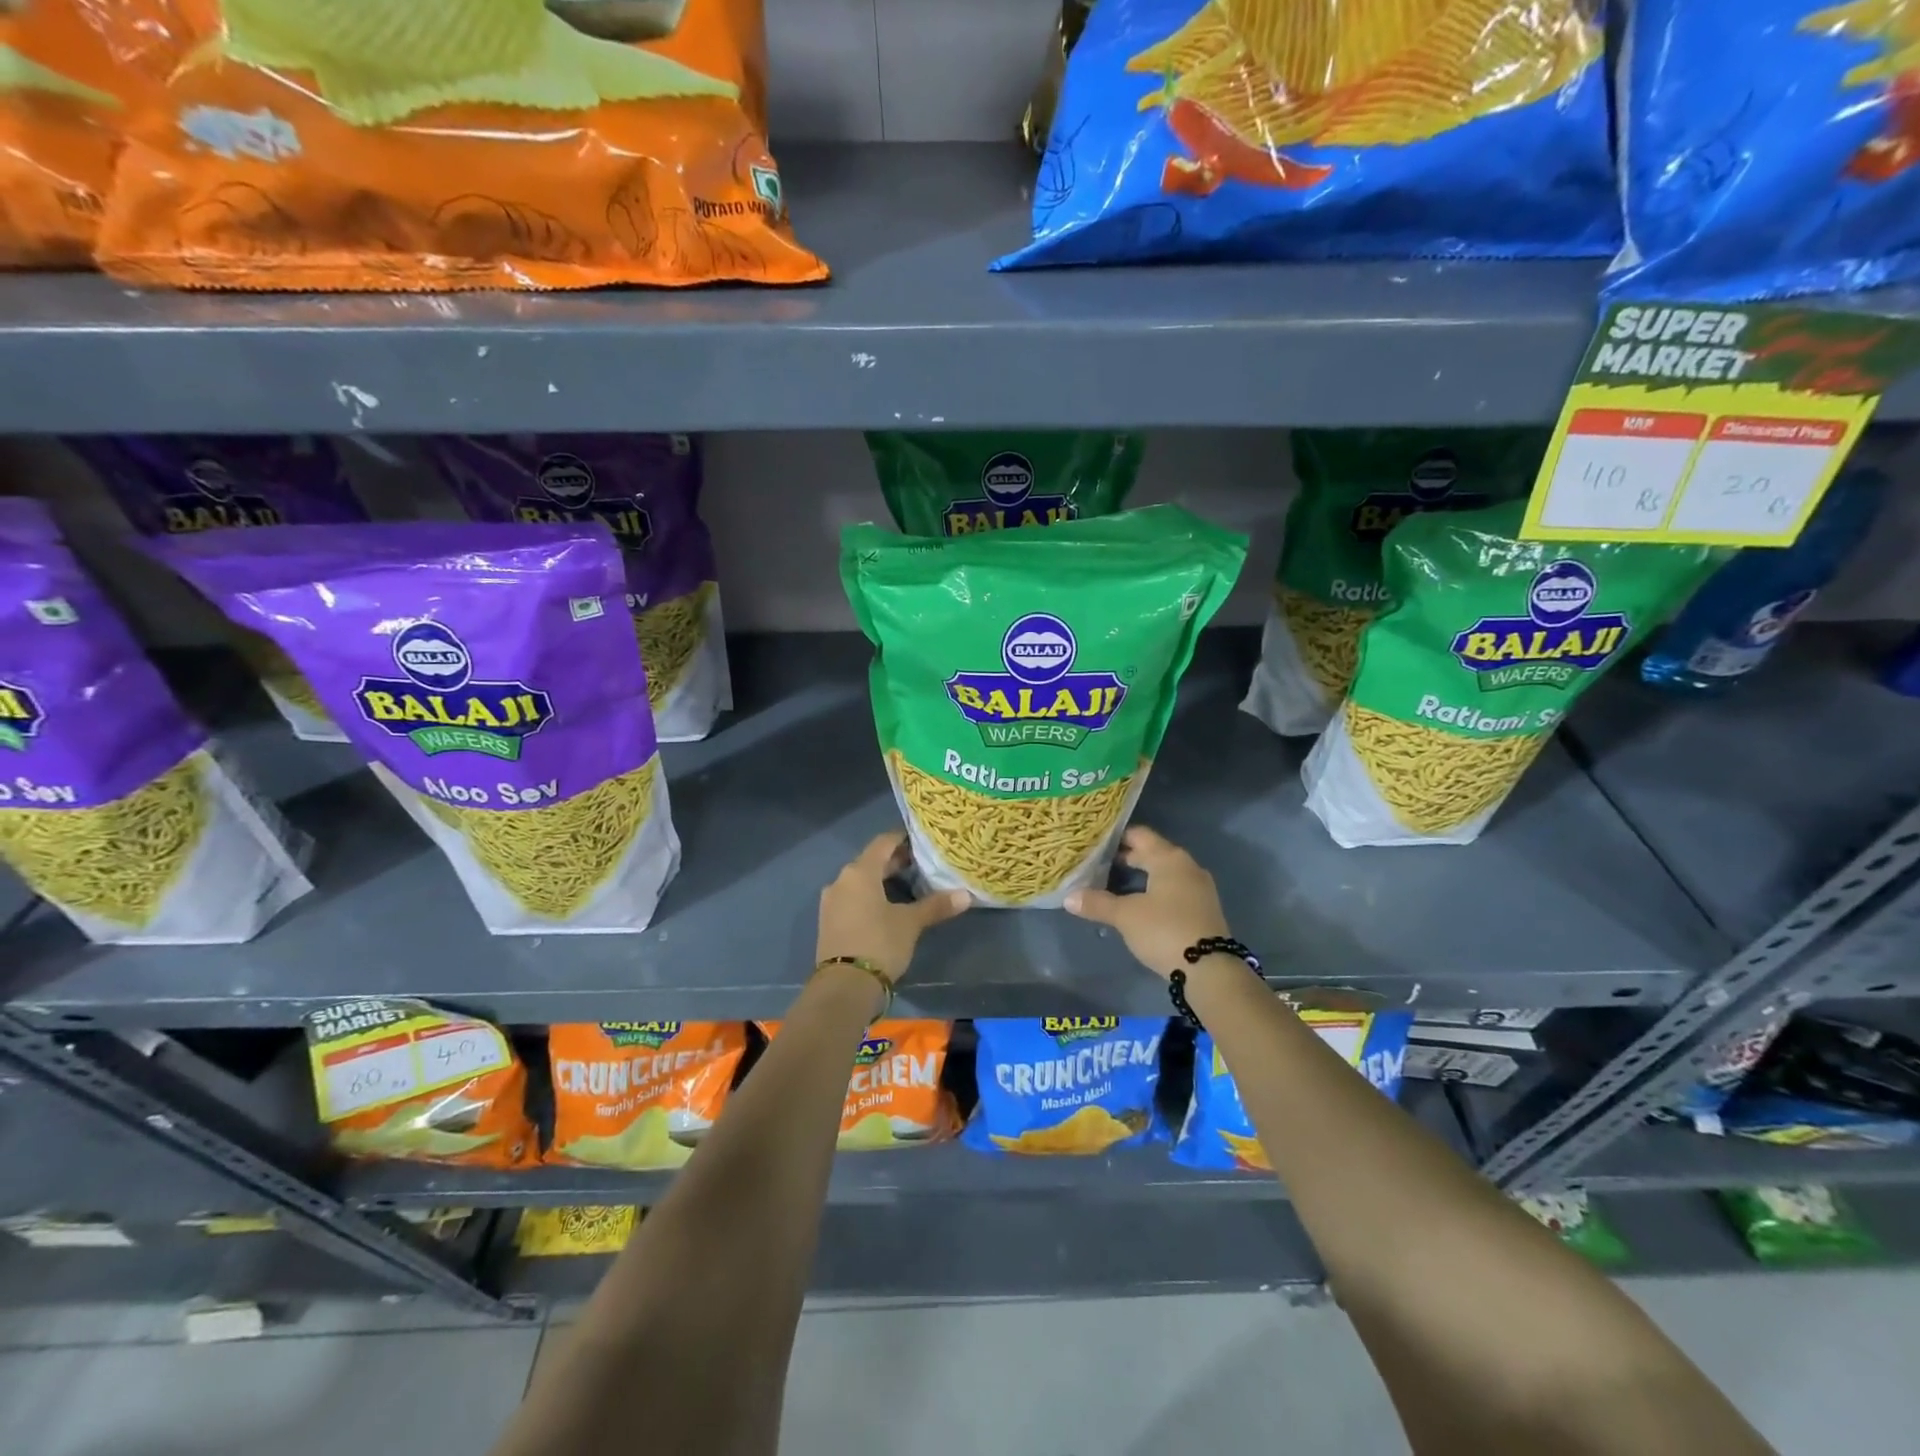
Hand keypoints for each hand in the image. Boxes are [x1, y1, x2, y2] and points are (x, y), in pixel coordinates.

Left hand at [816, 832, 969, 984]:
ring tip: (906, 886)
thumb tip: (966, 895)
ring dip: (881, 880)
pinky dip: (868, 896)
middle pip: (870, 861)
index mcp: (860, 872)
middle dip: (894, 862)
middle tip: (920, 864)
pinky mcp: (828, 921)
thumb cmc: (879, 943)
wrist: (844, 987)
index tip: (921, 841)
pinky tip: (885, 907)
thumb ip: (936, 906)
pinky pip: (851, 898)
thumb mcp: (911, 923)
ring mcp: (831, 901)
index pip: (883, 842)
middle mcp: (841, 880)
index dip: (902, 839)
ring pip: (860, 881)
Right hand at [1064, 825, 1228, 978]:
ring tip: (1113, 883)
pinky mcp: (1202, 909)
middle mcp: (1186, 866)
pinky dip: (1154, 890)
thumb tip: (1068, 897)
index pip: (1139, 835)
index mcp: (1169, 858)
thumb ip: (1097, 903)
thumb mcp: (1125, 916)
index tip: (1094, 842)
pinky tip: (1138, 903)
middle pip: (1152, 853)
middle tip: (1097, 863)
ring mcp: (1198, 888)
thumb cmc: (1164, 930)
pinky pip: (1173, 889)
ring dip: (1141, 876)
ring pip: (1163, 872)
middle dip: (1126, 857)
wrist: (1210, 969)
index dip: (1116, 837)